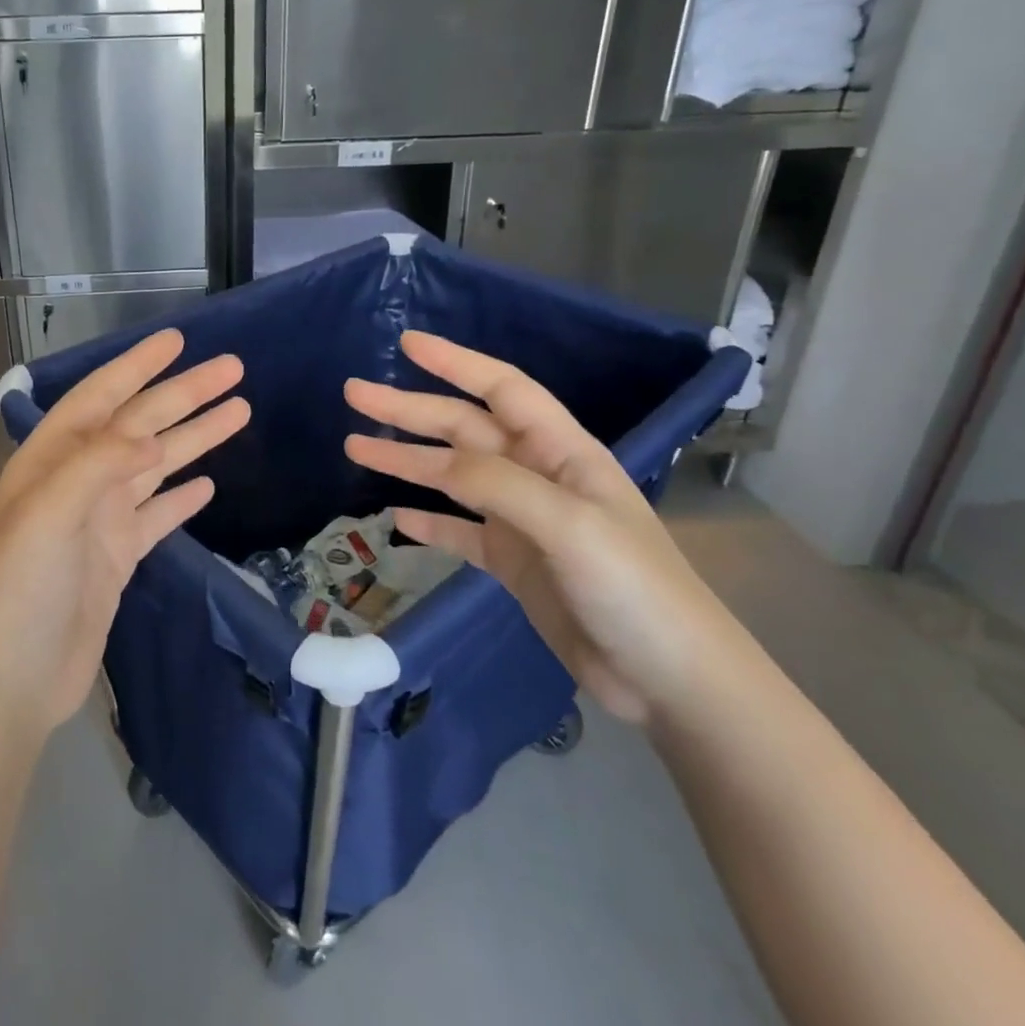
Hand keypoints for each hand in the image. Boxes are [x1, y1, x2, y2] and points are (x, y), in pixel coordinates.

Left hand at [0, 330, 248, 735]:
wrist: (9, 679)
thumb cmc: (19, 588)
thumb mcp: (49, 513)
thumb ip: (98, 464)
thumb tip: (150, 434)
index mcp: (53, 458)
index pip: (101, 397)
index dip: (137, 366)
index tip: (177, 340)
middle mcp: (78, 479)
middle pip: (140, 424)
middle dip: (184, 395)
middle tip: (233, 369)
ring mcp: (99, 519)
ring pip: (156, 464)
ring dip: (194, 437)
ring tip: (239, 411)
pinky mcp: (117, 557)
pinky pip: (157, 515)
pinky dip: (181, 496)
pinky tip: (208, 482)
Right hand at [343, 331, 747, 726]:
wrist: (670, 682)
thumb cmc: (634, 588)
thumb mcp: (569, 525)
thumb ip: (498, 484)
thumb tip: (434, 461)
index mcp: (561, 452)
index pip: (502, 389)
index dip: (455, 362)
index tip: (406, 343)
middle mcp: (538, 476)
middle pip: (463, 429)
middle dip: (409, 410)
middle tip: (354, 394)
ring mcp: (523, 521)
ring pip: (452, 478)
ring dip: (406, 461)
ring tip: (356, 447)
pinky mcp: (514, 564)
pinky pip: (460, 532)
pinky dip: (429, 522)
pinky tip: (396, 518)